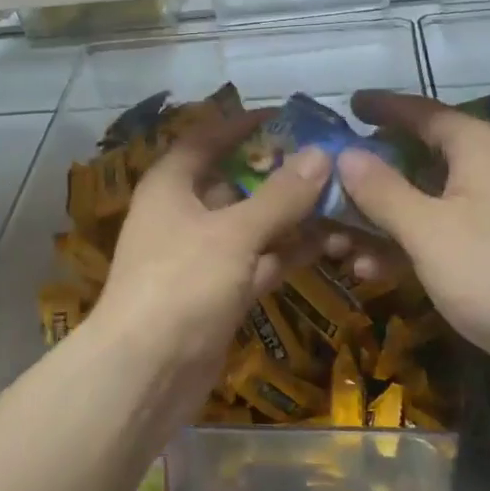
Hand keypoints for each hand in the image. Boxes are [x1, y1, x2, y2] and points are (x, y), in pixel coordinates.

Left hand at [89, 111, 329, 398]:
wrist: (146, 374)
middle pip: (235, 180)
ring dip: (292, 214)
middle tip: (330, 159)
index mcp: (172, 184)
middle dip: (279, 172)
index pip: (207, 138)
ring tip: (343, 197)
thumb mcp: (234, 233)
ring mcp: (203, 255)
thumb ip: (279, 195)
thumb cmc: (182, 284)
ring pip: (252, 223)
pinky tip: (332, 242)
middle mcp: (184, 213)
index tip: (287, 117)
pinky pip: (259, 260)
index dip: (242, 124)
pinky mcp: (220, 292)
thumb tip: (320, 153)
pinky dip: (289, 251)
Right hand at [335, 90, 489, 411]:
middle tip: (327, 180)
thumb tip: (345, 154)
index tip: (347, 105)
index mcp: (476, 148)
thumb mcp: (427, 230)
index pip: (420, 111)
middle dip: (370, 173)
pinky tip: (371, 271)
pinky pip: (439, 232)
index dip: (382, 107)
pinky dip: (406, 244)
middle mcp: (487, 169)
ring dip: (380, 218)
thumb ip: (382, 189)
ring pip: (424, 200)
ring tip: (336, 239)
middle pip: (417, 157)